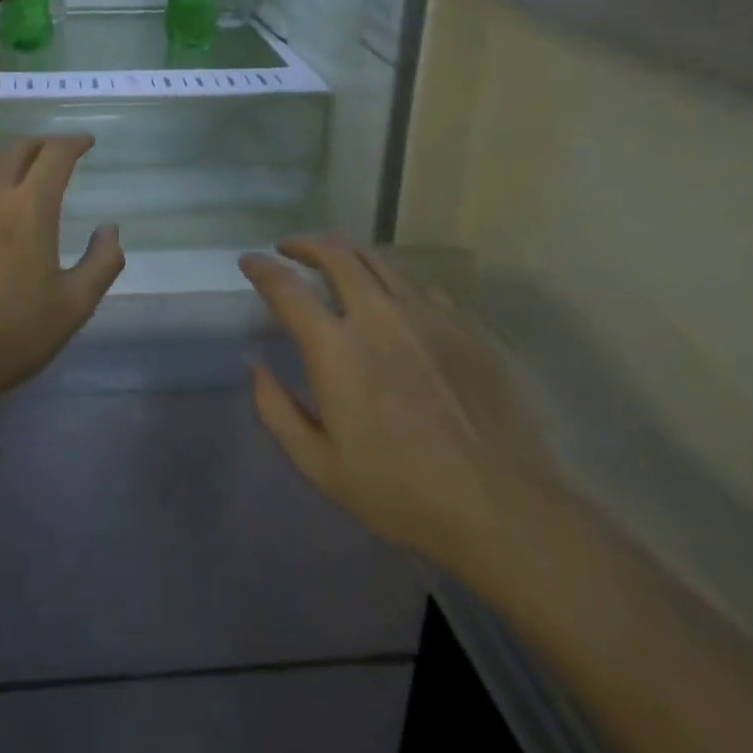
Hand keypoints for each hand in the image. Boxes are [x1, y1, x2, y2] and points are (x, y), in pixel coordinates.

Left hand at [0, 135, 124, 418]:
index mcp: (28, 207)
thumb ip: (102, 262)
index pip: (55, 154)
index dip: (74, 142)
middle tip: (53, 154)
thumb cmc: (8, 338)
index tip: (85, 142)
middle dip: (40, 145)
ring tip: (13, 167)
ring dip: (2, 155)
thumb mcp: (73, 307)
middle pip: (16, 148)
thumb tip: (110, 228)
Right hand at [241, 239, 558, 576]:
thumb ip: (277, 411)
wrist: (503, 508)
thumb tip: (255, 367)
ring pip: (377, 259)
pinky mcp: (462, 325)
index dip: (262, 268)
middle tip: (290, 249)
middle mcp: (377, 315)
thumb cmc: (402, 492)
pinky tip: (393, 298)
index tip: (250, 261)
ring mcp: (425, 314)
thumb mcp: (321, 467)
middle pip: (334, 253)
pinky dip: (391, 280)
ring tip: (335, 261)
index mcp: (336, 348)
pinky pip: (418, 284)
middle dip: (304, 244)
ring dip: (346, 253)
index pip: (286, 287)